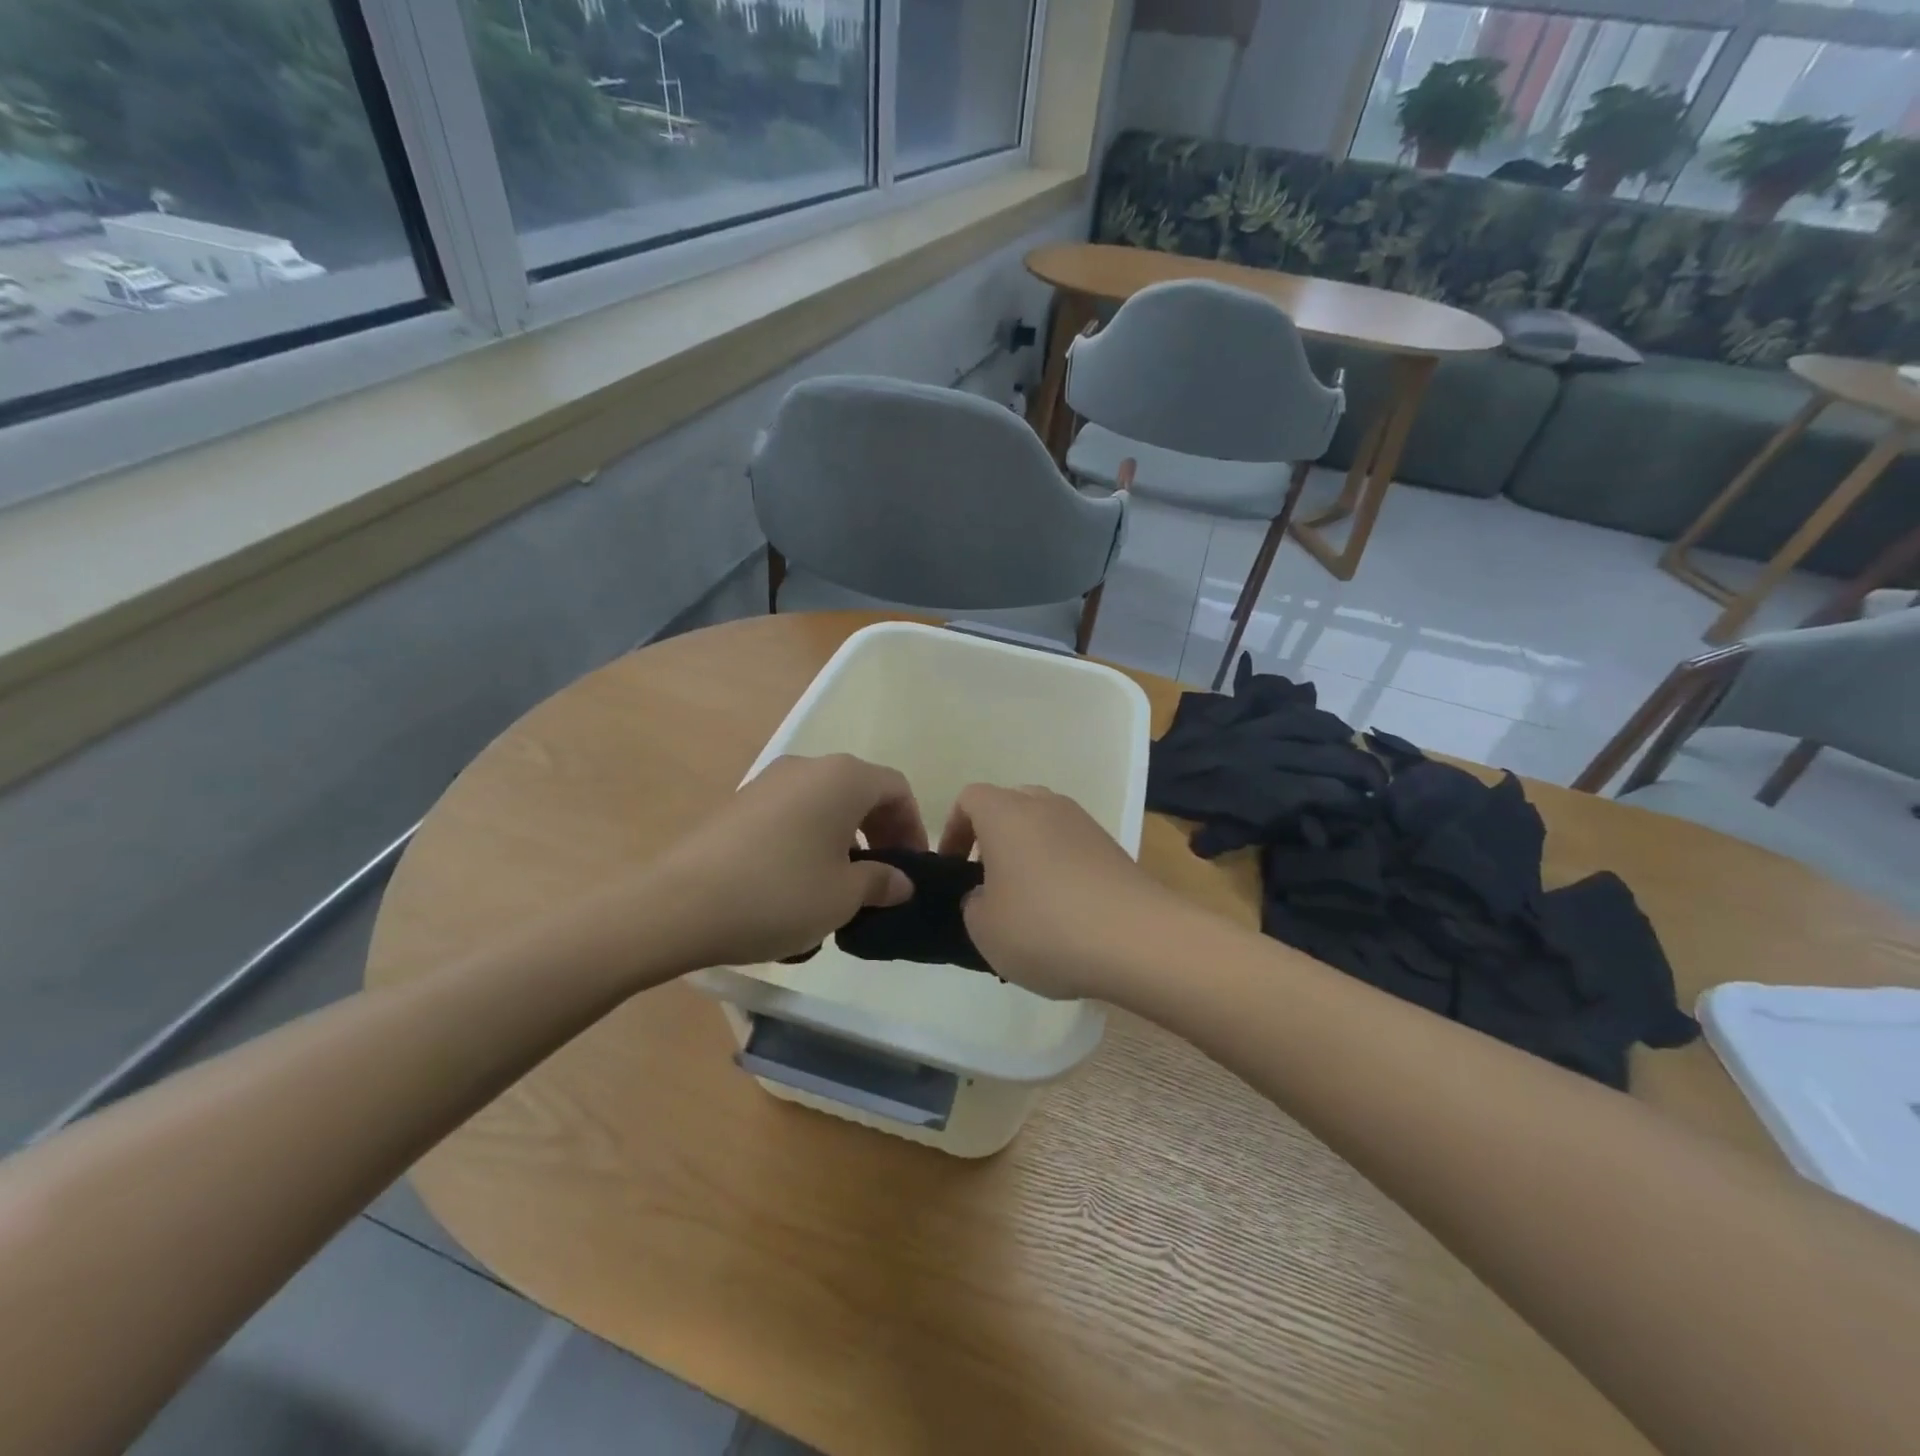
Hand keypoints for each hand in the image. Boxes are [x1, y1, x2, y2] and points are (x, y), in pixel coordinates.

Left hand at [650, 754, 925, 969]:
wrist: (677, 905)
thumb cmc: (779, 894)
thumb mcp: (843, 896)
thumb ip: (881, 882)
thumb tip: (901, 881)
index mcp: (842, 778)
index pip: (896, 789)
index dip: (913, 827)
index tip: (912, 866)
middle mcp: (807, 766)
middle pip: (860, 792)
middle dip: (879, 833)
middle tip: (883, 878)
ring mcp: (768, 782)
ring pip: (824, 804)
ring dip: (844, 839)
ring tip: (841, 887)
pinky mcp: (739, 803)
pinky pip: (792, 815)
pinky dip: (809, 841)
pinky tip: (798, 885)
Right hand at [939, 785, 1190, 1000]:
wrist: (1138, 941)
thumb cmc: (1045, 927)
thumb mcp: (984, 928)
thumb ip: (973, 903)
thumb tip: (987, 895)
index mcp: (1006, 813)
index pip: (969, 799)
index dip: (953, 830)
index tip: (952, 867)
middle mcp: (1046, 806)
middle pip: (1009, 807)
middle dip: (992, 840)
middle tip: (987, 883)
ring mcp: (1085, 825)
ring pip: (1043, 828)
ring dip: (1027, 856)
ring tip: (1026, 905)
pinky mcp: (1114, 849)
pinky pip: (1072, 850)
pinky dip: (1059, 872)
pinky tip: (1063, 916)